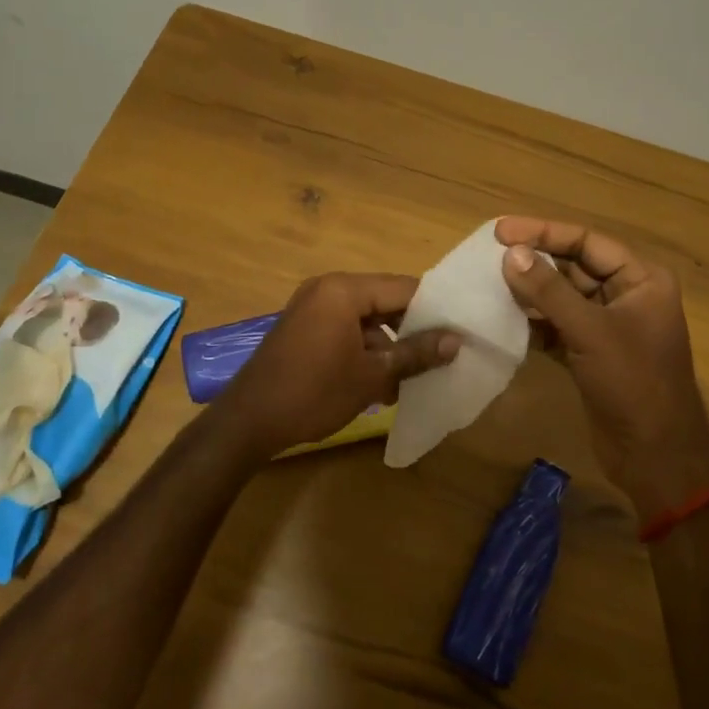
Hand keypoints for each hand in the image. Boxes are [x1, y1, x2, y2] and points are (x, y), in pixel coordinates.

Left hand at [210, 273, 458, 456]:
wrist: (249, 421)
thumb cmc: (314, 393)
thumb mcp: (372, 376)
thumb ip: (416, 354)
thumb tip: (456, 341)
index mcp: (344, 290)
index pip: (404, 288)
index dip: (434, 309)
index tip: (460, 331)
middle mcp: (327, 289)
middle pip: (385, 301)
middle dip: (412, 329)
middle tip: (442, 354)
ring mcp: (312, 308)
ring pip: (367, 319)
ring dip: (389, 345)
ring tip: (413, 377)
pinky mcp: (304, 328)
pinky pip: (346, 329)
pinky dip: (365, 350)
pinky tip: (382, 383)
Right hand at [495, 217, 708, 516]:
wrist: (655, 455)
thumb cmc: (633, 383)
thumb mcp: (590, 331)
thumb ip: (549, 291)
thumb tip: (512, 254)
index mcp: (641, 279)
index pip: (587, 242)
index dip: (544, 233)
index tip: (500, 232)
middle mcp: (627, 295)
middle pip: (574, 267)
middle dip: (534, 262)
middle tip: (489, 257)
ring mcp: (609, 326)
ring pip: (563, 298)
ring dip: (530, 293)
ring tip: (489, 284)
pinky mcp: (592, 353)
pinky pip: (558, 326)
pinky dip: (534, 323)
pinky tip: (504, 319)